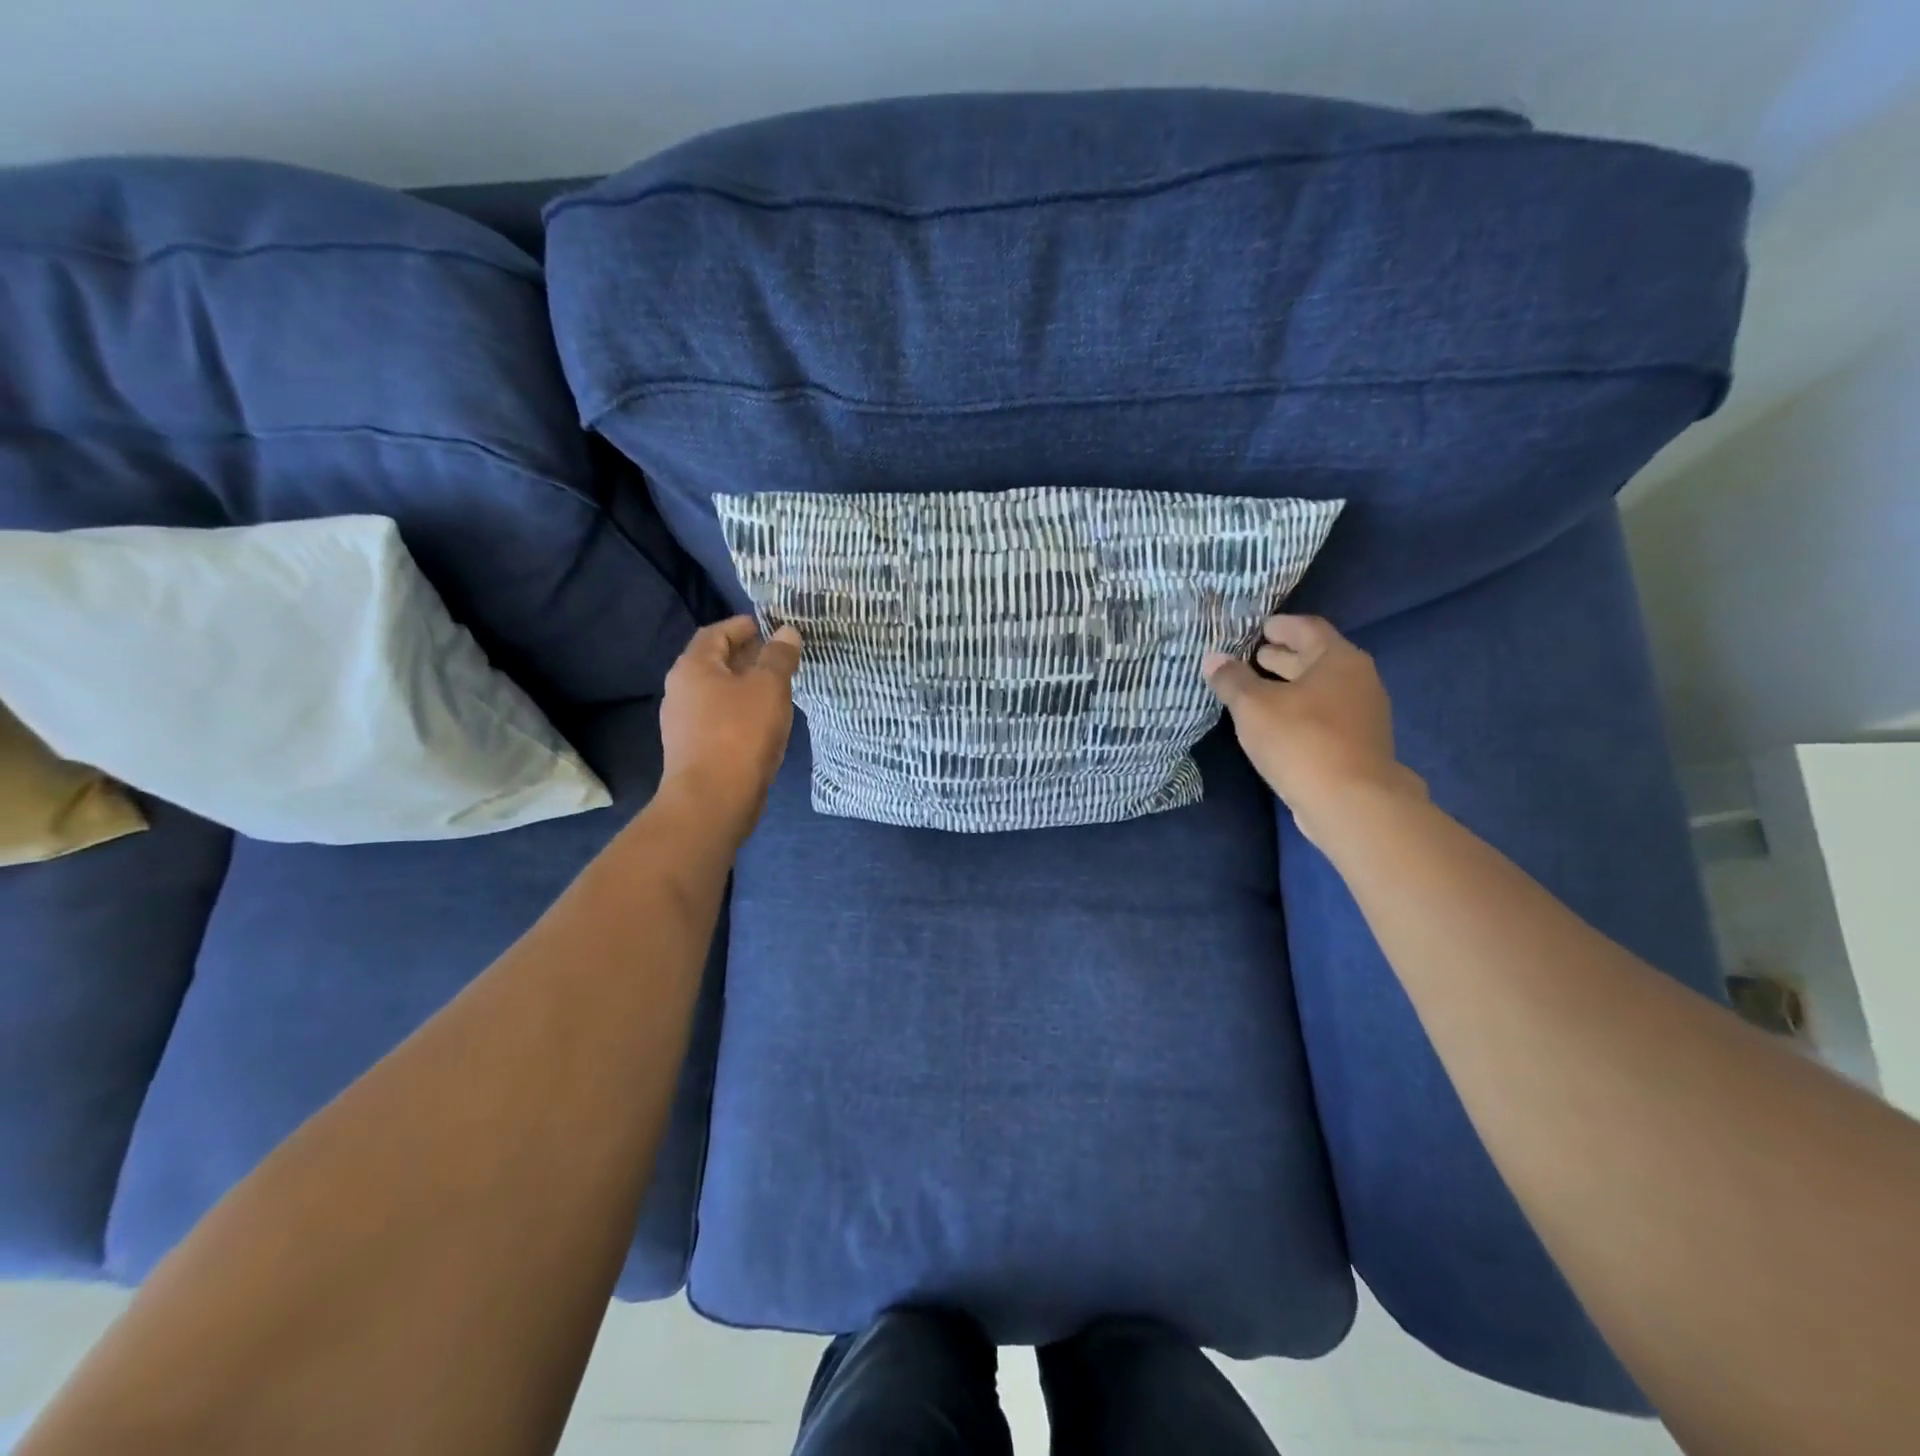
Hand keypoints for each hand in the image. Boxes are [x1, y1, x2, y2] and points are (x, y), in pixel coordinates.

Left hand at [659, 616, 802, 839]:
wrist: (712, 800)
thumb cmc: (740, 734)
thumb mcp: (769, 687)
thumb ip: (779, 656)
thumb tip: (786, 632)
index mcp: (692, 667)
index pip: (716, 632)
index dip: (743, 626)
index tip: (769, 626)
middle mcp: (680, 690)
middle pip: (714, 662)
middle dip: (746, 655)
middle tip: (779, 656)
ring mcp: (683, 722)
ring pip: (717, 692)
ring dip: (744, 685)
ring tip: (777, 688)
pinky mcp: (692, 749)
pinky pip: (718, 718)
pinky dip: (739, 711)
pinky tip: (762, 722)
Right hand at [1203, 614, 1423, 844]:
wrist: (1351, 802)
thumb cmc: (1300, 741)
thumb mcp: (1253, 707)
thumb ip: (1232, 680)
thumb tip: (1213, 658)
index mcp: (1338, 659)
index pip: (1308, 628)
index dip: (1281, 625)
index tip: (1260, 627)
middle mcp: (1358, 680)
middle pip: (1317, 658)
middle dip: (1284, 656)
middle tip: (1253, 656)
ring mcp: (1363, 714)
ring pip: (1321, 689)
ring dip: (1290, 685)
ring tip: (1258, 690)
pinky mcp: (1359, 744)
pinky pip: (1325, 714)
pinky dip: (1300, 709)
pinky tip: (1277, 723)